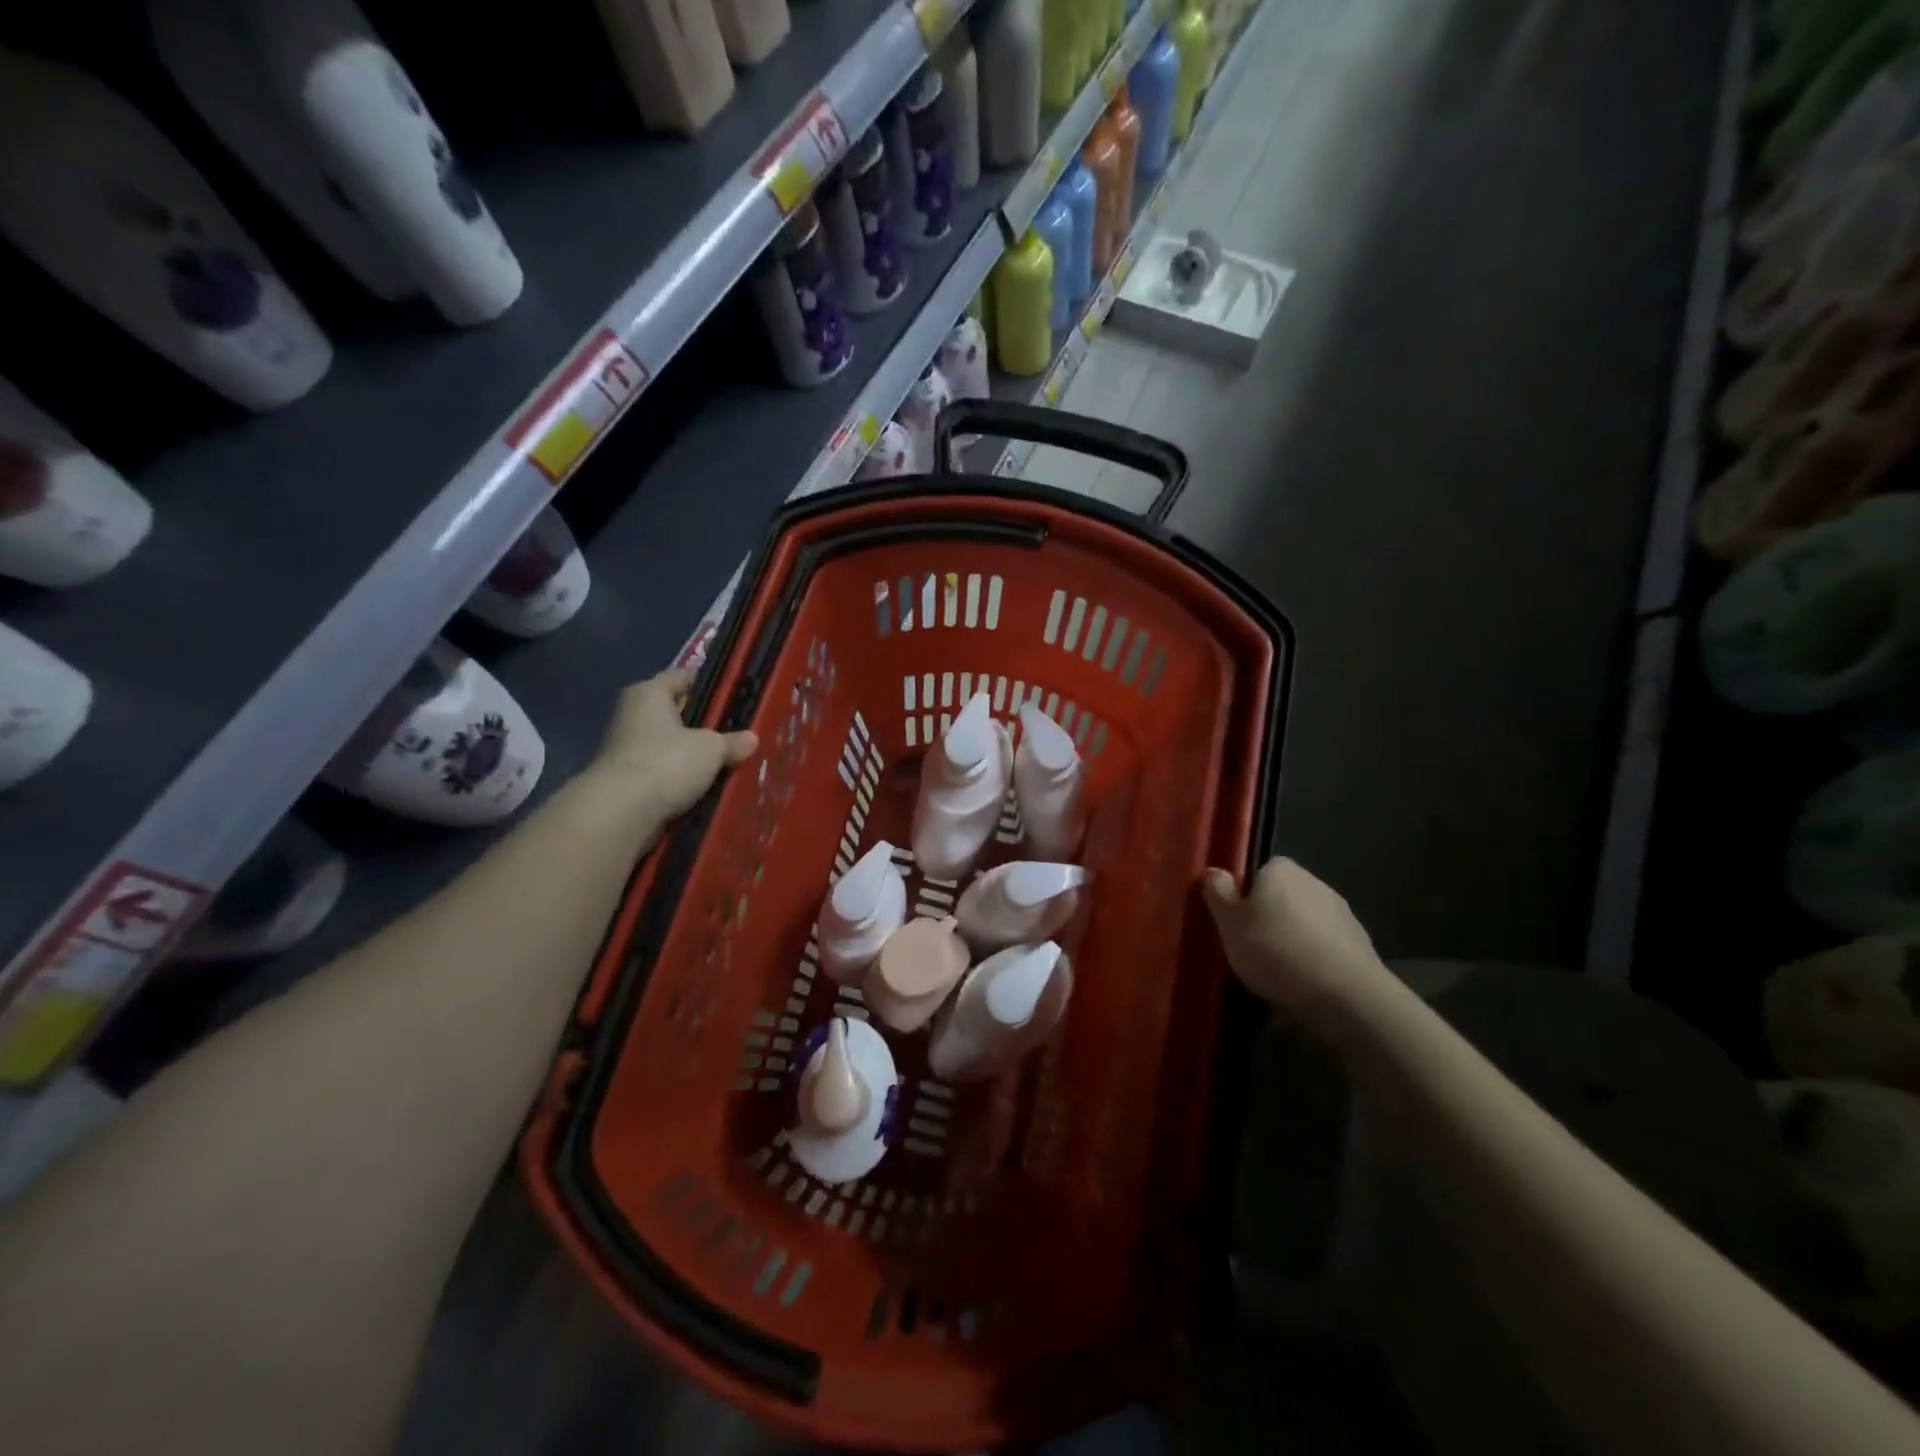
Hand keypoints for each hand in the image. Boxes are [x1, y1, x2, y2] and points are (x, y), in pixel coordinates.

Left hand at [588, 670, 756, 819]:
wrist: (623, 812)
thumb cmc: (668, 761)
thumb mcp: (711, 748)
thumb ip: (732, 742)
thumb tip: (751, 739)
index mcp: (648, 694)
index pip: (681, 678)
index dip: (706, 684)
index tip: (732, 694)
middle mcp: (632, 716)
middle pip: (675, 714)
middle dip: (702, 725)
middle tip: (736, 732)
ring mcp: (626, 751)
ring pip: (670, 747)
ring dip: (692, 756)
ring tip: (728, 762)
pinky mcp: (627, 782)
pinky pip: (664, 774)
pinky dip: (681, 780)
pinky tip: (707, 787)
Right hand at [1201, 857, 1392, 1026]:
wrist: (1345, 994)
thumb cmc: (1275, 949)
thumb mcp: (1229, 921)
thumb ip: (1217, 892)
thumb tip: (1214, 872)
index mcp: (1281, 869)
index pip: (1257, 871)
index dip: (1244, 895)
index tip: (1235, 922)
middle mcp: (1314, 881)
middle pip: (1282, 897)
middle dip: (1269, 918)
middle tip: (1250, 948)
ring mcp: (1342, 913)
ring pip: (1305, 922)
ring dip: (1293, 939)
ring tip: (1277, 971)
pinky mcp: (1360, 945)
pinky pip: (1325, 947)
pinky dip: (1314, 959)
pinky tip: (1304, 983)